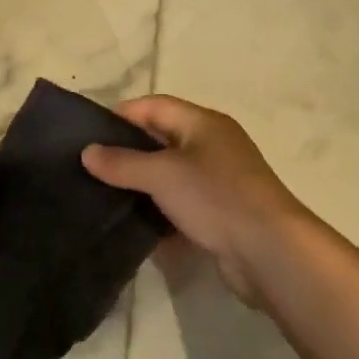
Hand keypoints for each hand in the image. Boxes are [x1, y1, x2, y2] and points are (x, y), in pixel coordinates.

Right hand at [80, 95, 314, 304]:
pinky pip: (181, 204)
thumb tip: (87, 153)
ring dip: (142, 184)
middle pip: (161, 139)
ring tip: (105, 194)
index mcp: (204, 123)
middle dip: (128, 151)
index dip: (121, 115)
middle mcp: (213, 146)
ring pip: (170, 175)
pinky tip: (134, 224)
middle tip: (92, 166)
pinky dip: (159, 211)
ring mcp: (220, 181)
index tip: (88, 135)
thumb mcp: (161, 174)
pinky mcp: (222, 214)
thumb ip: (122, 162)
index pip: (154, 105)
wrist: (271, 253)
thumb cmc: (215, 197)